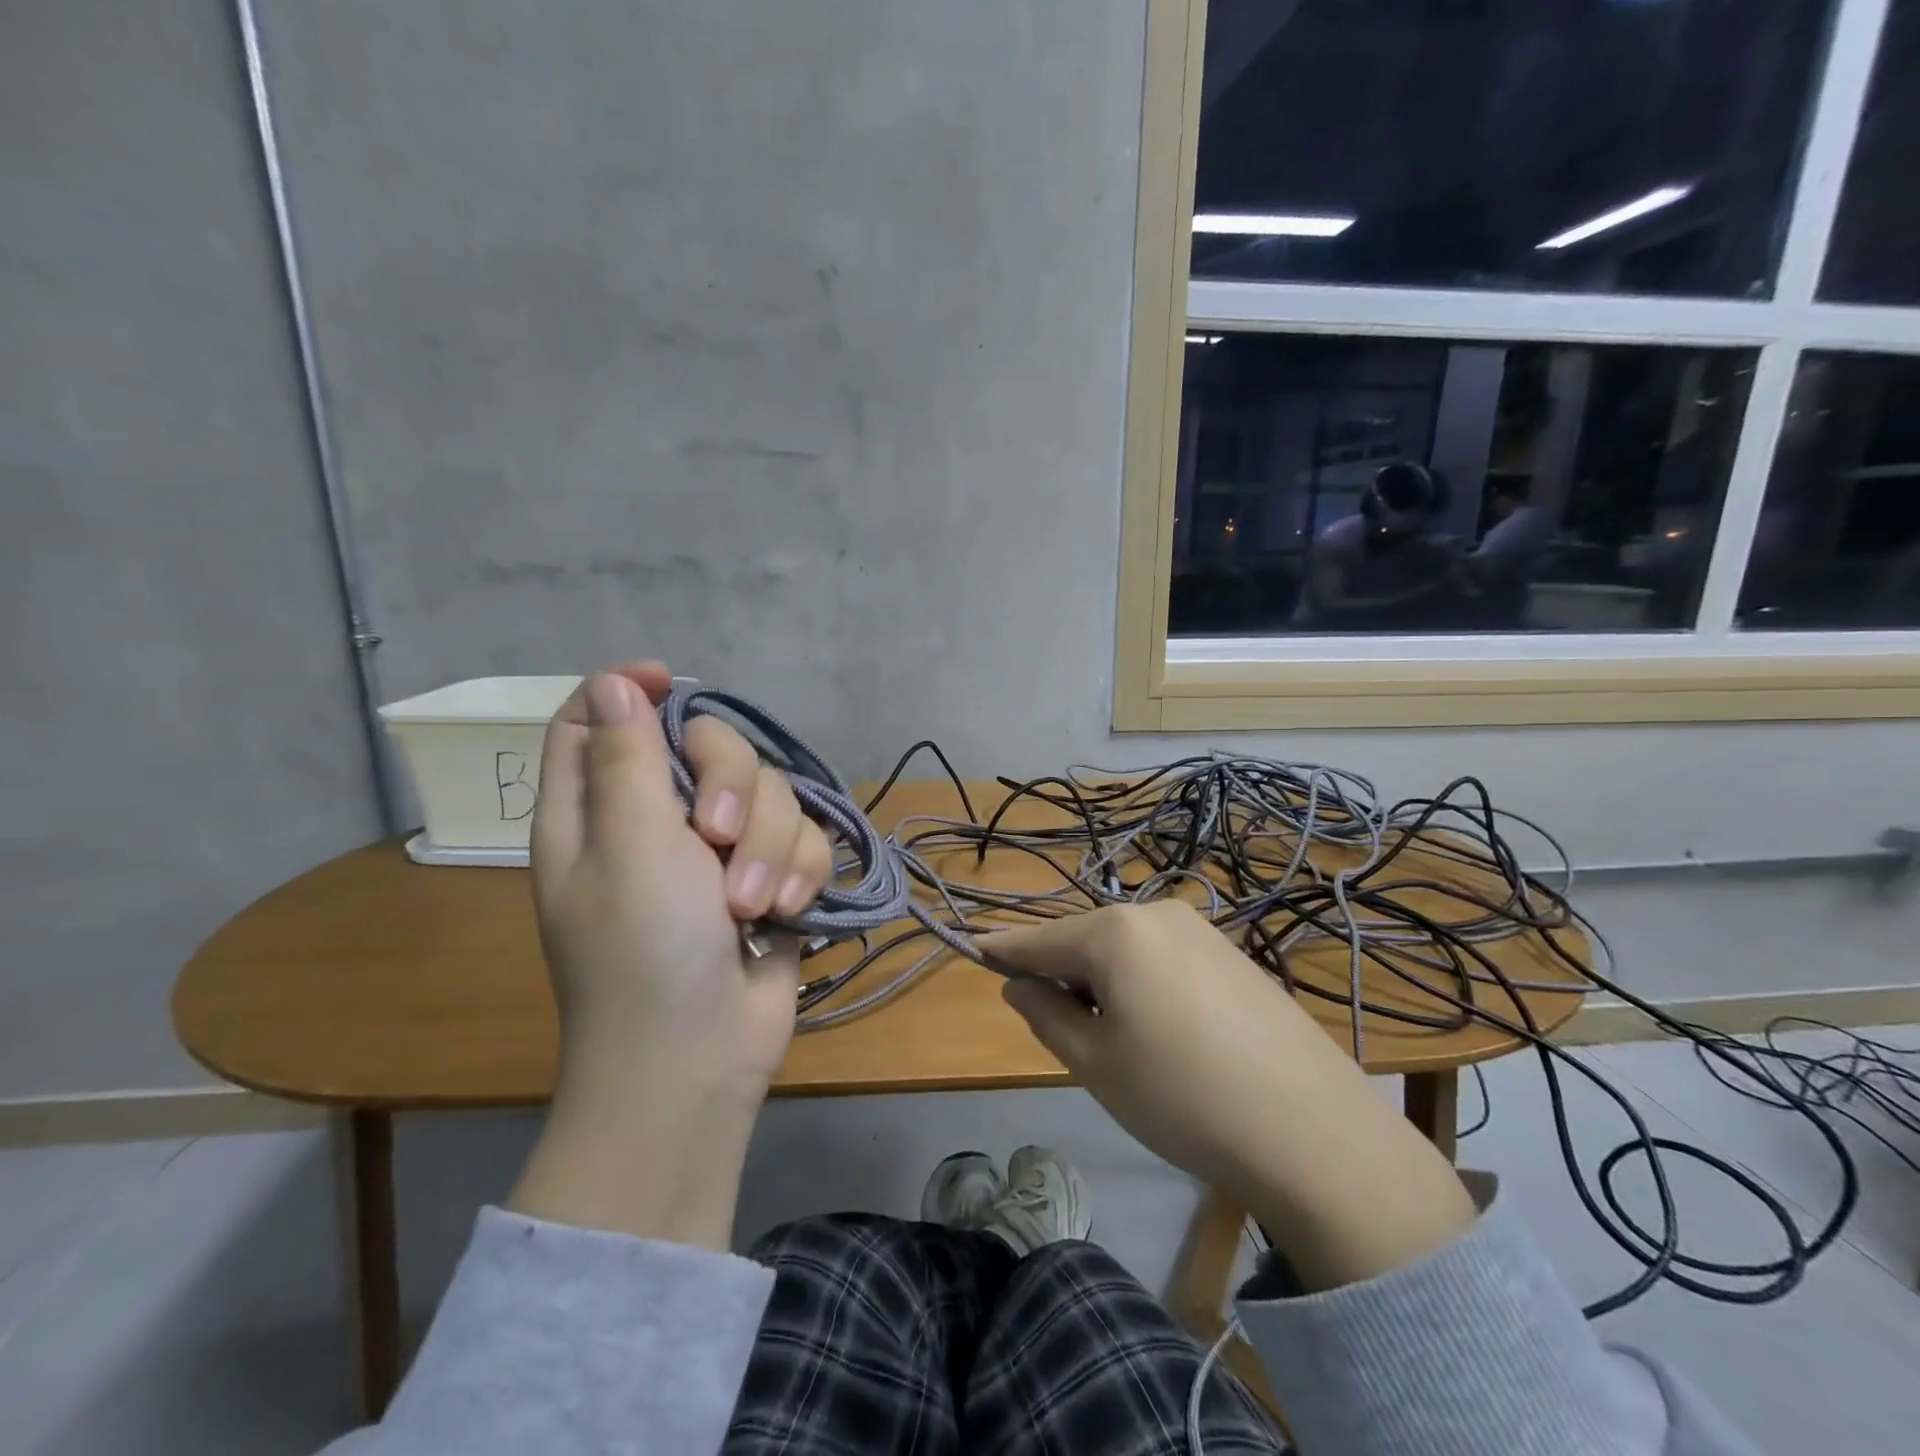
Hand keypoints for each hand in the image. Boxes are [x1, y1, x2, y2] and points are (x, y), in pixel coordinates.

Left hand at [506, 665, 833, 1248]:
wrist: (701, 1056)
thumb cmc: (644, 951)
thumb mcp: (628, 846)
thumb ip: (625, 758)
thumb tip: (612, 683)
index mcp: (599, 809)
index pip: (597, 719)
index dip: (631, 691)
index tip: (675, 684)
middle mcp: (660, 820)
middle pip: (709, 745)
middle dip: (731, 783)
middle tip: (717, 836)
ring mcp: (720, 850)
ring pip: (770, 793)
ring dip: (769, 846)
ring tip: (752, 906)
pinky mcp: (770, 876)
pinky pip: (802, 837)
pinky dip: (797, 871)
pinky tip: (784, 914)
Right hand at [989, 901, 1476, 1289]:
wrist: (1313, 1131)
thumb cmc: (1182, 1096)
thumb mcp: (1095, 1063)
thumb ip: (1046, 1014)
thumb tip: (1019, 984)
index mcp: (1114, 931)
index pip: (1040, 940)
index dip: (1004, 951)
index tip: (973, 949)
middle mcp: (1156, 912)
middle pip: (1085, 939)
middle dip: (1063, 973)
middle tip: (1062, 1029)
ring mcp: (1201, 929)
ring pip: (1127, 948)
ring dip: (1104, 979)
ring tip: (1118, 1039)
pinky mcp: (1233, 954)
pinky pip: (1165, 957)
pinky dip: (1143, 981)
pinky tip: (1164, 1030)